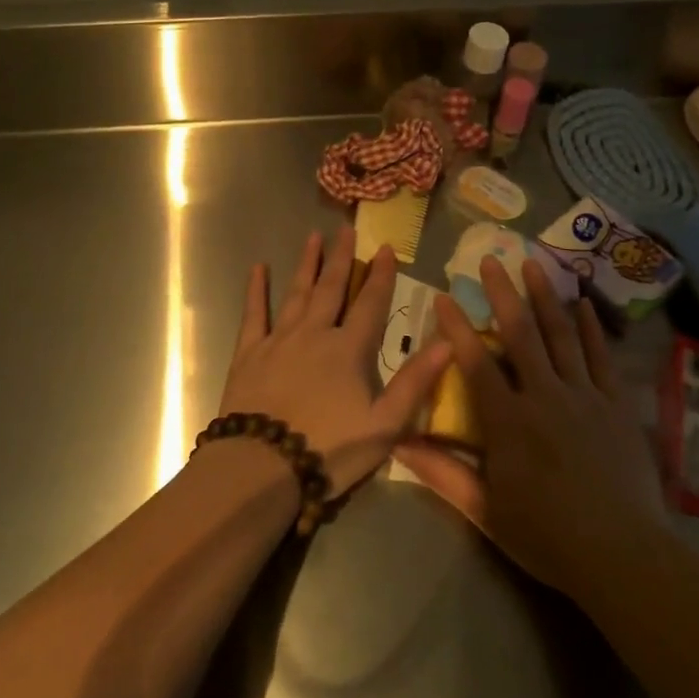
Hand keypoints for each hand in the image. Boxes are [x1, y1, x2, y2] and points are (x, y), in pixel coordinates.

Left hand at [220, 227, 451, 498]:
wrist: (262, 467)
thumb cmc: (329, 450)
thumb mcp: (385, 424)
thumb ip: (415, 382)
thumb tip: (449, 342)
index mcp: (349, 349)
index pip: (371, 304)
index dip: (381, 275)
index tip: (386, 248)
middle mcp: (314, 333)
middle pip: (332, 288)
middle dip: (342, 258)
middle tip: (347, 230)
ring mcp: (279, 340)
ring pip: (296, 293)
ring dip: (307, 264)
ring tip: (313, 237)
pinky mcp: (249, 353)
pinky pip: (254, 313)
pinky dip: (256, 290)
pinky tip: (258, 268)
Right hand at [394, 255, 667, 598]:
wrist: (622, 555)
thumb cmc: (547, 536)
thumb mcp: (486, 511)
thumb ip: (443, 473)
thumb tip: (399, 443)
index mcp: (509, 421)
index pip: (476, 363)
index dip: (457, 328)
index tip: (444, 296)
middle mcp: (545, 396)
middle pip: (521, 334)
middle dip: (502, 293)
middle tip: (490, 258)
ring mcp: (585, 396)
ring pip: (562, 336)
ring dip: (545, 297)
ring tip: (533, 263)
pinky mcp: (616, 405)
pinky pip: (602, 358)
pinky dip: (592, 329)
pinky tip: (584, 304)